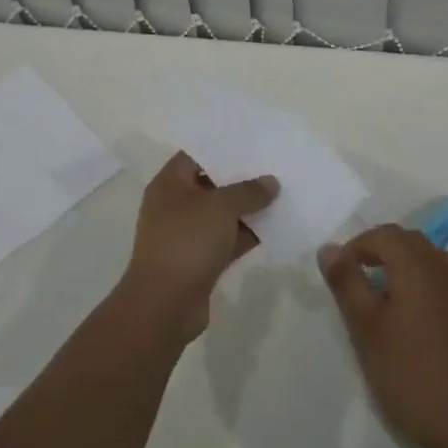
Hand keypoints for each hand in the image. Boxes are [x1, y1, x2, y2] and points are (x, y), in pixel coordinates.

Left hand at [123, 151, 277, 341]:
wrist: (165, 305)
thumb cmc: (187, 241)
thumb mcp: (220, 207)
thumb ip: (248, 191)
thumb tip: (271, 182)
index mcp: (170, 183)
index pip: (197, 154)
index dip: (224, 147)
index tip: (254, 142)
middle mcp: (175, 205)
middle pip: (212, 183)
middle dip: (242, 178)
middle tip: (274, 166)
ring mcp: (187, 234)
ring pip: (222, 214)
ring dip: (248, 208)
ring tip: (282, 193)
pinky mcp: (200, 260)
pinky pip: (228, 239)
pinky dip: (247, 234)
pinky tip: (276, 227)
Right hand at [319, 225, 447, 447]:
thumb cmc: (409, 373)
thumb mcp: (365, 328)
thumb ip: (346, 283)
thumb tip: (329, 248)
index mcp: (417, 264)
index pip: (383, 235)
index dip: (357, 246)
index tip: (340, 273)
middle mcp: (444, 268)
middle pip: (409, 242)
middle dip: (380, 252)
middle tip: (358, 281)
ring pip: (430, 260)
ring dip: (405, 267)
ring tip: (385, 297)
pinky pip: (445, 284)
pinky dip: (425, 287)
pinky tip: (415, 321)